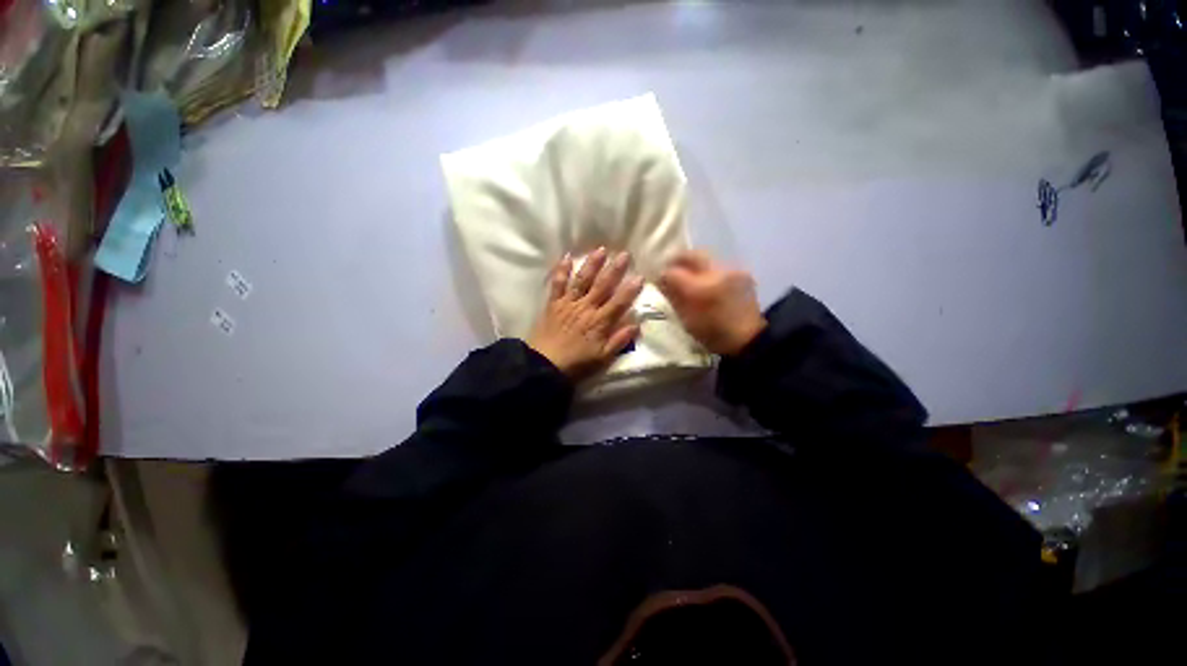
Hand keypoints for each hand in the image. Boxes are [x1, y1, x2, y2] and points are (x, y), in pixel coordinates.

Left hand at [528, 248, 643, 380]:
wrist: (544, 365)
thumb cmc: (577, 363)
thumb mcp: (603, 358)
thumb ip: (619, 340)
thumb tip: (637, 324)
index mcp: (599, 322)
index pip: (618, 302)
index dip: (630, 290)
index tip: (640, 276)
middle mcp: (586, 308)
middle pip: (602, 286)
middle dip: (614, 270)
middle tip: (625, 254)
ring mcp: (568, 303)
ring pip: (582, 281)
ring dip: (592, 265)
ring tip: (601, 250)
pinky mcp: (553, 303)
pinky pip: (558, 284)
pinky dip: (561, 270)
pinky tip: (566, 257)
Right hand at [659, 250, 765, 355]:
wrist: (749, 339)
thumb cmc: (712, 334)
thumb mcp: (686, 319)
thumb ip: (673, 296)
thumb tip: (661, 280)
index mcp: (699, 289)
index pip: (673, 272)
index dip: (663, 273)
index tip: (658, 277)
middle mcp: (716, 273)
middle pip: (692, 255)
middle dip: (678, 259)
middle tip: (670, 267)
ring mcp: (731, 271)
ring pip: (706, 258)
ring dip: (694, 264)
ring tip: (688, 275)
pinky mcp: (742, 273)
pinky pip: (718, 266)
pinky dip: (708, 271)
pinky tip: (707, 282)